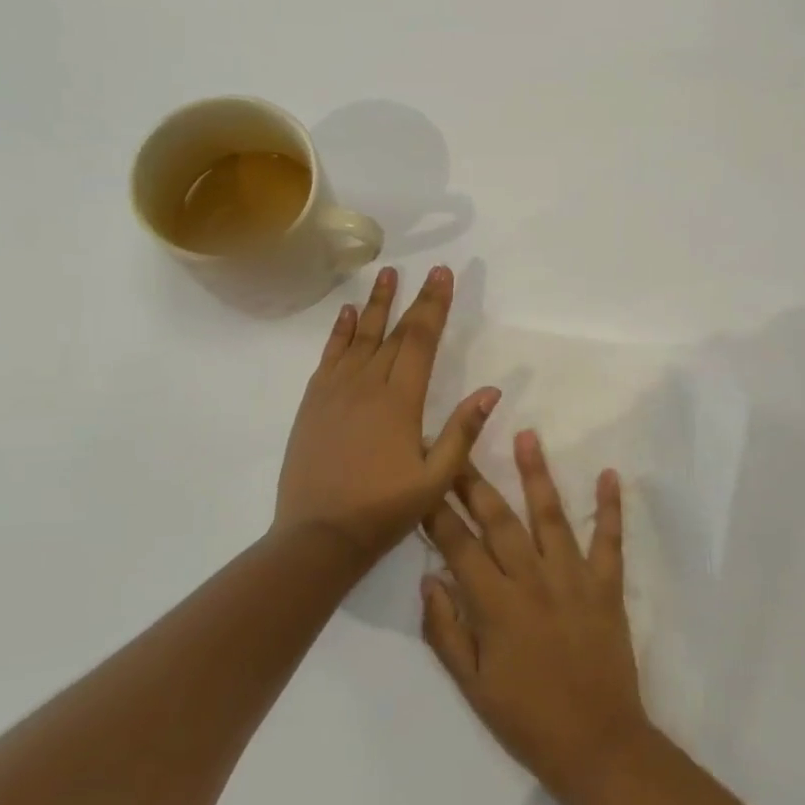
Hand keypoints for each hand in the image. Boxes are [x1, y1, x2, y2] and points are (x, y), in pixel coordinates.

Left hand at [276, 265, 499, 564]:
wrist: (318, 536)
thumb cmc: (383, 510)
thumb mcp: (435, 479)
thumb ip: (462, 432)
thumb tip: (491, 390)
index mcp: (400, 401)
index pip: (420, 340)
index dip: (434, 305)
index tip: (443, 275)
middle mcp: (366, 385)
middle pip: (394, 331)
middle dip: (413, 299)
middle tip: (426, 269)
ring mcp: (335, 391)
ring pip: (359, 336)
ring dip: (374, 304)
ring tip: (385, 273)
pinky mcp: (313, 403)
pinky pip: (329, 356)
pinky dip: (338, 332)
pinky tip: (345, 314)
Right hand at [421, 431, 650, 795]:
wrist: (597, 744)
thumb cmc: (527, 719)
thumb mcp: (472, 686)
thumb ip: (446, 632)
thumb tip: (429, 580)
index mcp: (495, 605)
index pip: (458, 546)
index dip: (436, 512)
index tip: (423, 479)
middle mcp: (532, 580)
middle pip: (498, 520)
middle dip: (474, 481)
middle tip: (459, 444)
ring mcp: (573, 578)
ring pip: (551, 516)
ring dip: (537, 474)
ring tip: (527, 435)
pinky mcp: (607, 585)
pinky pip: (609, 540)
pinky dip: (610, 507)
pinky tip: (609, 474)